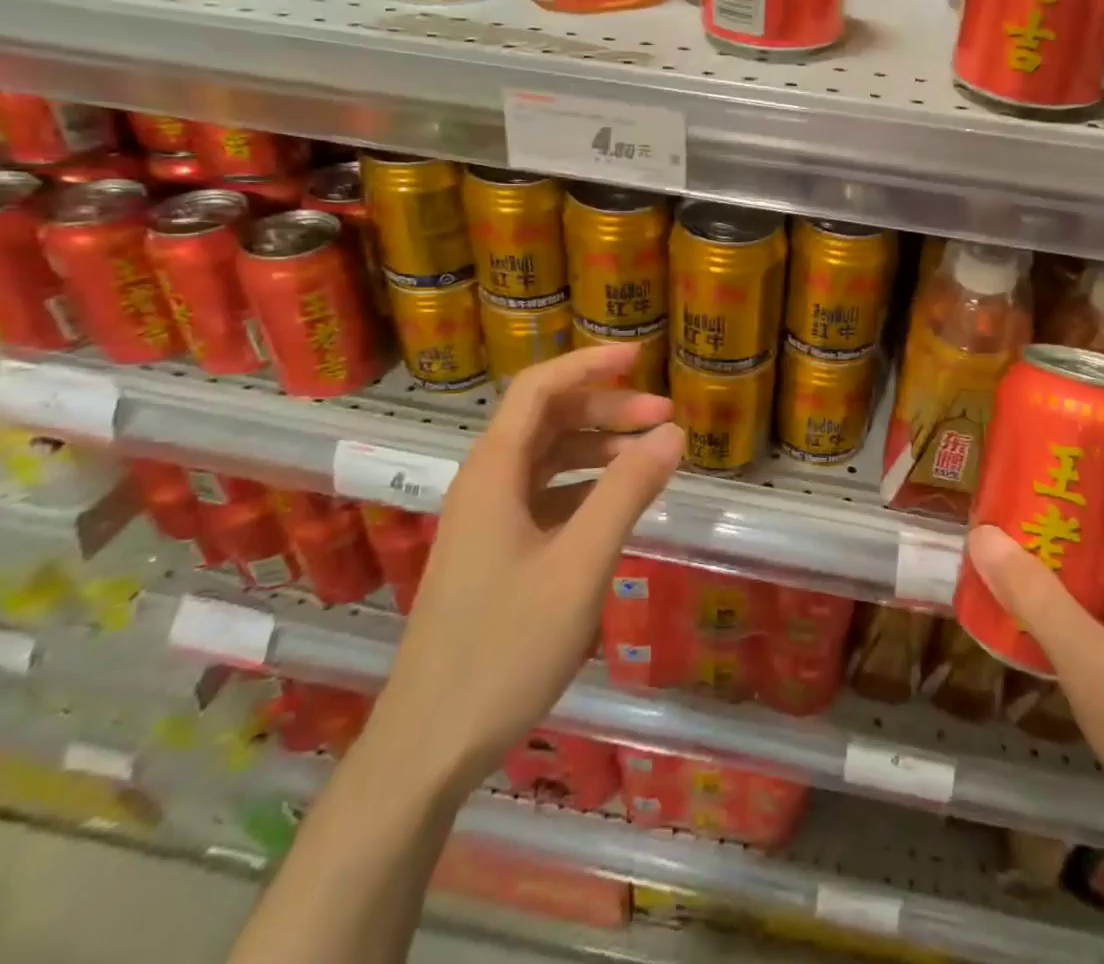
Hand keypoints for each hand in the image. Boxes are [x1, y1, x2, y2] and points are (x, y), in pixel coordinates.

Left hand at [371, 343, 683, 793]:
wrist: (429, 747)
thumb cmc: (505, 648)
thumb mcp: (580, 565)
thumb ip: (627, 492)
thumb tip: (673, 432)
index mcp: (494, 472)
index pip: (539, 389)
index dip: (588, 364)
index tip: (640, 356)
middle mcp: (486, 484)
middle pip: (547, 420)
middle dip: (607, 409)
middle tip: (666, 418)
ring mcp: (487, 521)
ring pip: (547, 459)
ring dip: (599, 448)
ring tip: (652, 457)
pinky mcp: (495, 553)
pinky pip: (545, 496)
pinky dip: (585, 486)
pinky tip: (618, 504)